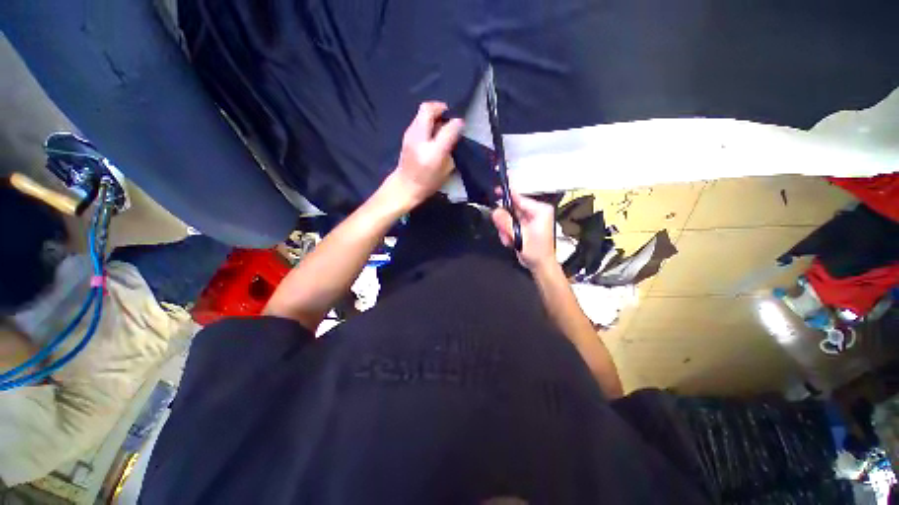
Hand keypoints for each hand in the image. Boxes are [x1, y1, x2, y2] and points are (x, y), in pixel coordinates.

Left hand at [388, 102, 463, 208]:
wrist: (405, 186)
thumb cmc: (427, 182)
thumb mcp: (446, 170)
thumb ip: (451, 149)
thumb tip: (456, 132)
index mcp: (433, 150)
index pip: (448, 128)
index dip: (457, 124)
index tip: (461, 125)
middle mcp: (419, 138)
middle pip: (427, 109)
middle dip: (440, 108)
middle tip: (448, 116)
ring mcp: (410, 134)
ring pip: (421, 113)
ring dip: (433, 113)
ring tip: (441, 123)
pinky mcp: (406, 135)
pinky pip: (418, 120)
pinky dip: (427, 120)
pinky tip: (432, 131)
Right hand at [492, 191, 556, 271]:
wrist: (540, 266)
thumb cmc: (536, 252)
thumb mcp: (519, 237)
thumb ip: (506, 223)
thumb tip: (495, 211)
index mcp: (540, 210)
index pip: (519, 198)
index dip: (505, 195)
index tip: (495, 190)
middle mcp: (536, 212)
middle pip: (512, 208)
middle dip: (505, 221)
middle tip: (505, 233)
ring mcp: (530, 218)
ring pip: (509, 217)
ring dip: (506, 229)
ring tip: (510, 240)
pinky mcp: (525, 225)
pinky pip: (511, 223)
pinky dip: (508, 232)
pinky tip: (512, 241)